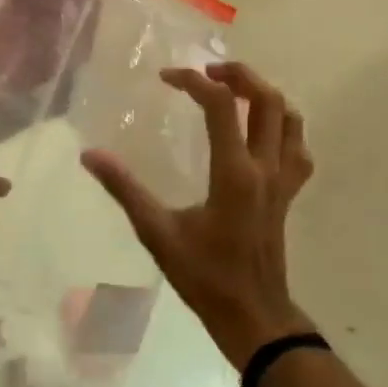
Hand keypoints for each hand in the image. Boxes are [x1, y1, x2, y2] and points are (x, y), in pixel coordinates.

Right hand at [82, 62, 315, 369]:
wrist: (253, 315)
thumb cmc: (204, 276)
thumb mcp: (157, 232)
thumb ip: (124, 190)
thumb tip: (90, 155)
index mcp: (234, 173)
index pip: (221, 106)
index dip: (194, 81)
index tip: (166, 78)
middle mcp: (265, 168)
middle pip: (267, 100)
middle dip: (239, 74)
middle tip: (207, 71)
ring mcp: (284, 181)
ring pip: (290, 119)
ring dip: (264, 95)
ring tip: (234, 90)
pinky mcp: (289, 193)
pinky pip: (298, 147)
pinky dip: (283, 126)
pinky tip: (260, 131)